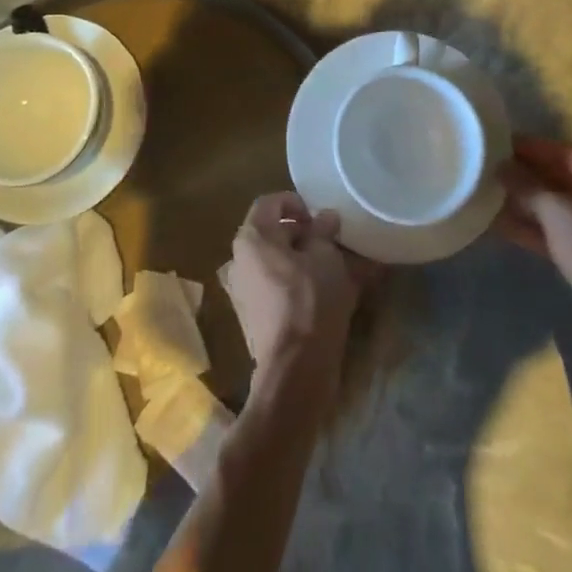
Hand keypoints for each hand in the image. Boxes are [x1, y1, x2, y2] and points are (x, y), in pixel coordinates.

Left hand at [227, 193, 378, 402]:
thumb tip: (325, 217)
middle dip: (303, 234)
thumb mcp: (326, 257)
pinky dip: (296, 283)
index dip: (297, 203)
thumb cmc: (310, 300)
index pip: (270, 202)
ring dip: (301, 260)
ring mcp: (241, 290)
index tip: (321, 218)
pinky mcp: (251, 317)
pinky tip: (323, 293)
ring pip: (275, 262)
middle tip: (332, 243)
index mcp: (251, 237)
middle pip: (271, 233)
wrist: (295, 369)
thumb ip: (323, 231)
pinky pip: (274, 287)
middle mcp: (238, 259)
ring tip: (333, 269)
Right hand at [495, 136, 571, 396]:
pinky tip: (498, 224)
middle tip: (488, 169)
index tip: (498, 144)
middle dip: (526, 176)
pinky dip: (532, 227)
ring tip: (487, 195)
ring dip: (525, 202)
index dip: (532, 148)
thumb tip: (501, 166)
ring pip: (557, 208)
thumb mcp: (555, 209)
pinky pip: (557, 232)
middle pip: (562, 180)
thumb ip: (526, 184)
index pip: (567, 153)